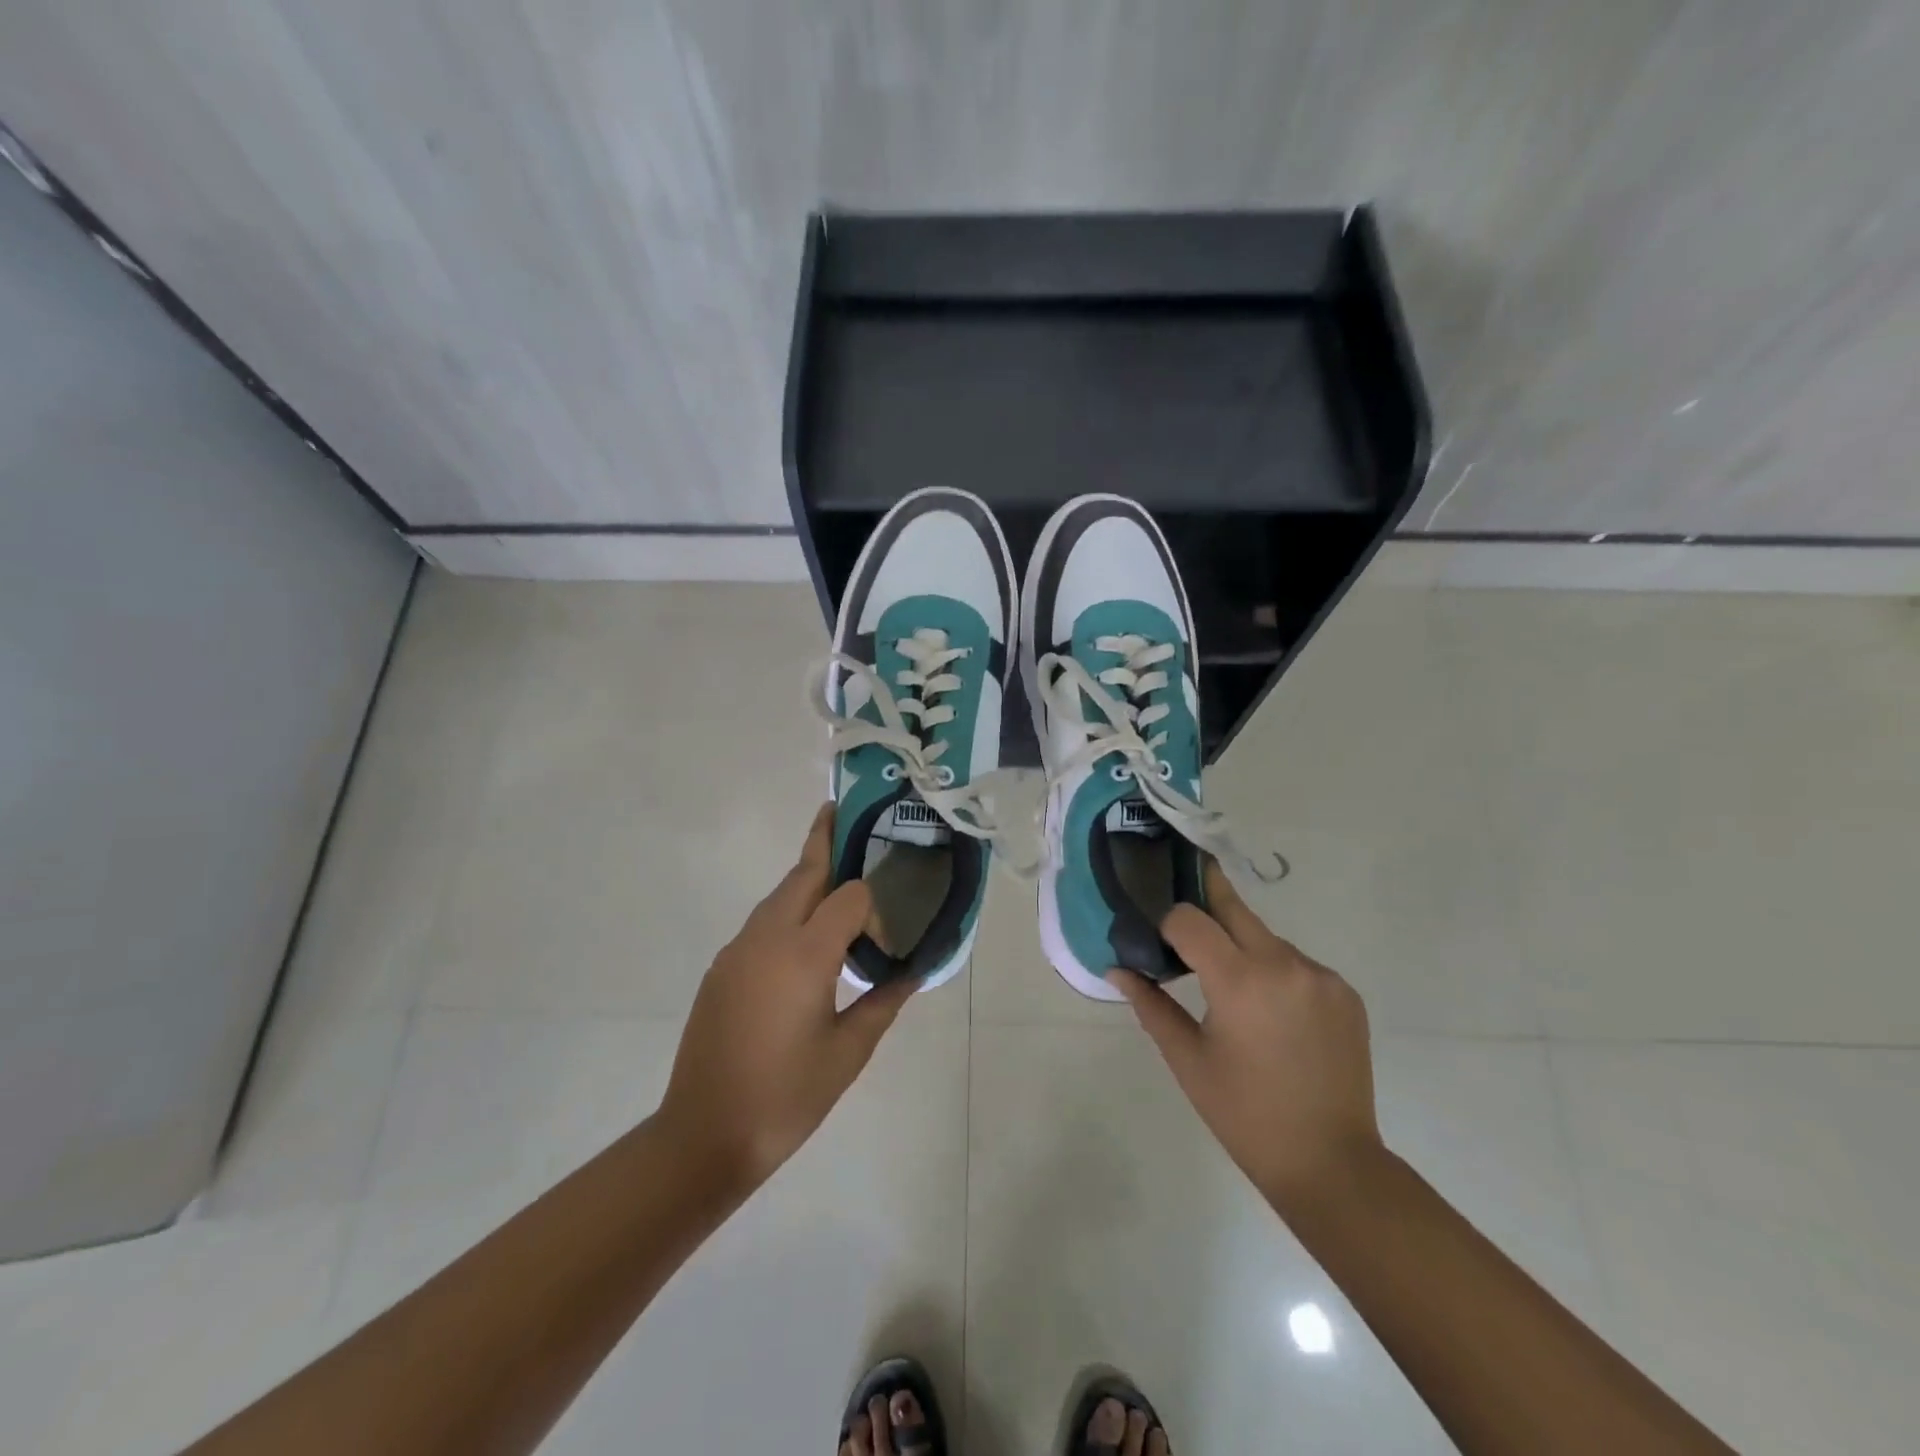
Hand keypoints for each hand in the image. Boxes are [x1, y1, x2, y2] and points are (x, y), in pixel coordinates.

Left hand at [656, 805, 912, 1193]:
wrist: (703, 1137)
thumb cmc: (786, 1097)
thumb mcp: (848, 1052)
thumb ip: (884, 1001)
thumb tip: (914, 970)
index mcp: (803, 954)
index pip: (849, 896)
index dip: (875, 908)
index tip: (885, 944)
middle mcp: (766, 937)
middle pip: (803, 873)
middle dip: (825, 841)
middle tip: (846, 813)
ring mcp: (737, 951)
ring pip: (779, 896)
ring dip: (808, 881)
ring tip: (836, 880)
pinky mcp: (722, 968)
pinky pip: (762, 924)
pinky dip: (789, 914)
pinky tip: (804, 944)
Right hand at [1114, 863, 1383, 1216]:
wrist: (1330, 1162)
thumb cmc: (1244, 1114)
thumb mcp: (1188, 1060)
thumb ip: (1151, 1005)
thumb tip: (1118, 970)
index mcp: (1240, 980)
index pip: (1189, 918)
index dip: (1166, 921)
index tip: (1154, 934)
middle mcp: (1284, 964)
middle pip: (1233, 908)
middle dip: (1203, 902)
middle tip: (1179, 908)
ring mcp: (1320, 976)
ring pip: (1265, 937)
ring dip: (1240, 945)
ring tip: (1229, 987)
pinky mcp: (1345, 992)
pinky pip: (1297, 963)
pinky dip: (1275, 971)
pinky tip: (1270, 1010)